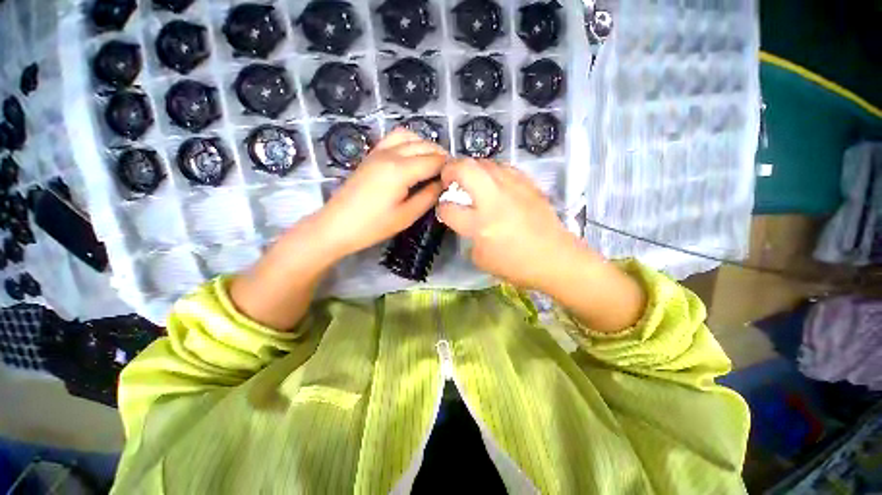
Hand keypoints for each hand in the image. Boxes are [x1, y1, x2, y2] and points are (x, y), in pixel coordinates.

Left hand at [315, 128, 447, 258]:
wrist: (337, 225)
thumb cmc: (373, 226)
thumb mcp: (406, 216)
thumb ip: (428, 197)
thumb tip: (443, 184)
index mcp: (400, 170)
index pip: (434, 161)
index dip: (449, 168)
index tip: (458, 178)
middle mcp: (391, 154)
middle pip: (424, 145)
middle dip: (440, 156)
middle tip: (449, 174)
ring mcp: (379, 151)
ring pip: (410, 136)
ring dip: (425, 146)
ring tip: (433, 163)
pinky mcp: (371, 155)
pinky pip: (394, 138)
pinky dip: (409, 142)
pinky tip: (413, 157)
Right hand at [437, 158, 586, 289]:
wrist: (555, 259)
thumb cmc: (517, 266)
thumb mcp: (481, 259)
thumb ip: (468, 238)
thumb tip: (465, 223)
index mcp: (480, 225)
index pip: (449, 208)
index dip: (441, 208)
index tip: (444, 209)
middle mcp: (494, 200)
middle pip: (465, 169)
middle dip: (449, 169)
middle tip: (448, 178)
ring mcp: (513, 188)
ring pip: (485, 163)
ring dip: (472, 168)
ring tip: (471, 180)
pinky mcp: (528, 184)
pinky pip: (504, 168)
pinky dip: (492, 172)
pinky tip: (494, 182)